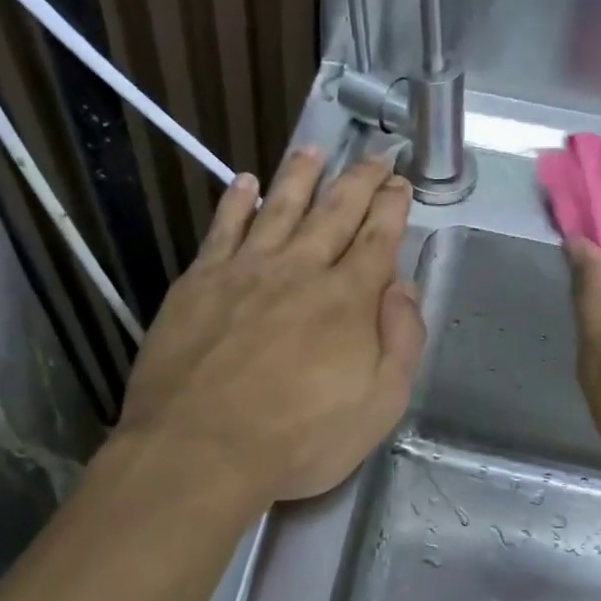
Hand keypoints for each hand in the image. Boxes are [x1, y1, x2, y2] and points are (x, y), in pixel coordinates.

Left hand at [118, 148, 425, 505]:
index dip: (392, 206)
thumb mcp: (379, 407)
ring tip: (313, 149)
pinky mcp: (199, 282)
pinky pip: (223, 228)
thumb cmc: (298, 441)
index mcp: (347, 299)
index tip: (400, 183)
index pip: (377, 238)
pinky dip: (236, 201)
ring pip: (279, 207)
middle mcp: (300, 270)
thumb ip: (401, 341)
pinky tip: (244, 183)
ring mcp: (245, 271)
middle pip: (335, 211)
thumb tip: (402, 286)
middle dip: (359, 180)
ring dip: (300, 175)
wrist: (198, 451)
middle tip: (373, 156)